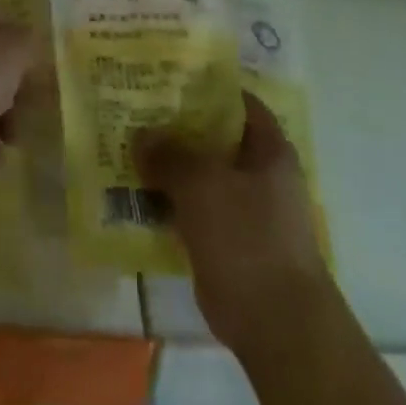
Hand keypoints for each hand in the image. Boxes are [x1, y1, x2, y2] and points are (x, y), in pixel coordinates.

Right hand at [136, 92, 334, 351]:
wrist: (278, 326)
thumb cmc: (248, 239)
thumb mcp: (202, 184)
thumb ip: (169, 154)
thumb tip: (141, 136)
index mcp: (268, 148)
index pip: (236, 100)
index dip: (204, 86)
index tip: (166, 78)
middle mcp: (260, 174)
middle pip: (214, 137)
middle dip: (177, 127)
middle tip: (136, 113)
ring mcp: (246, 210)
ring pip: (201, 175)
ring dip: (169, 167)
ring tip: (127, 150)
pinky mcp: (229, 243)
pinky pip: (194, 210)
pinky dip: (170, 203)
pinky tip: (136, 196)